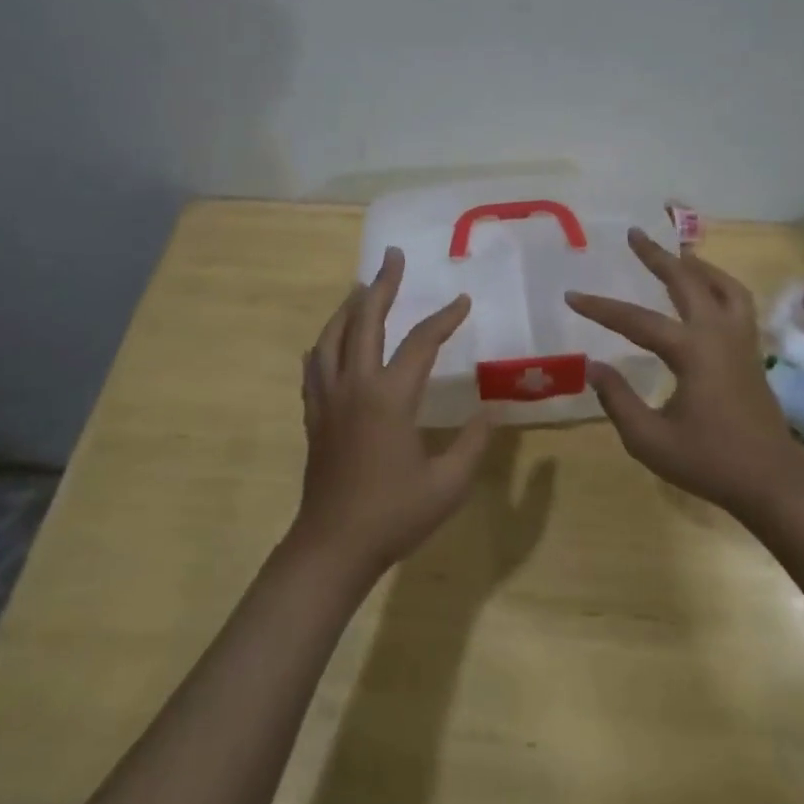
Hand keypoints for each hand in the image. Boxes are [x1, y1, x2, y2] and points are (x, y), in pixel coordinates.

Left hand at [293, 247, 492, 585]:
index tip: (462, 301)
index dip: (444, 319)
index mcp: (389, 397)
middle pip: (364, 321)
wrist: (333, 546)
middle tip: (392, 257)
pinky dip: (324, 345)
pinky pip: (314, 367)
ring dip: (347, 308)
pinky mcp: (314, 416)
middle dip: (382, 286)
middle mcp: (354, 386)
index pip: (420, 343)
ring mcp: (327, 399)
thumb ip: (473, 443)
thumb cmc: (394, 515)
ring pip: (331, 338)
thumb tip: (489, 411)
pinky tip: (329, 343)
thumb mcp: (448, 484)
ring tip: (361, 289)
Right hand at [567, 228, 800, 525]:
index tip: (571, 295)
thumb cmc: (709, 463)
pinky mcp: (752, 353)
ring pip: (723, 286)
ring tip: (675, 254)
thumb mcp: (649, 439)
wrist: (772, 482)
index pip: (636, 321)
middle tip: (634, 234)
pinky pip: (737, 303)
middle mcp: (718, 335)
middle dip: (657, 256)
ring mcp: (741, 341)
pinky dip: (719, 285)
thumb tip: (595, 365)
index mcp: (692, 352)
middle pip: (687, 281)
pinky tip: (707, 292)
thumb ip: (617, 399)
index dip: (600, 307)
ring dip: (696, 265)